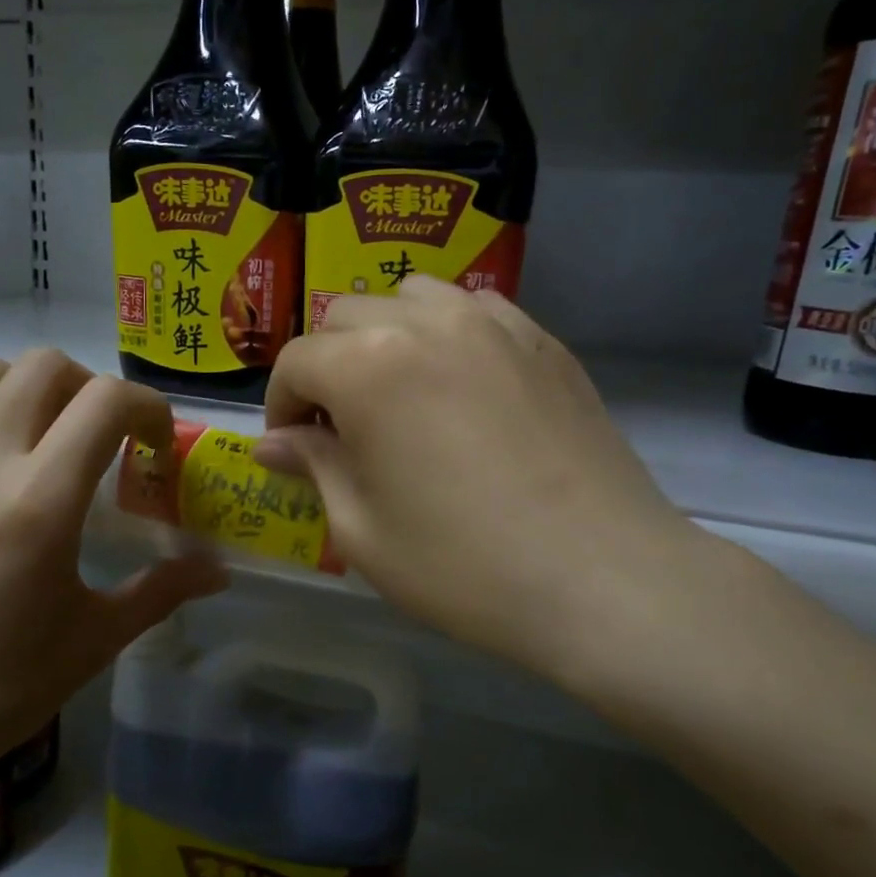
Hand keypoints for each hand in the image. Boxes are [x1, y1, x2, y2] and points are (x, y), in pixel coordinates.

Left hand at [0, 352, 224, 854]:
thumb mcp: (90, 642)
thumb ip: (160, 591)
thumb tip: (218, 569)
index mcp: (39, 501)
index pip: (106, 401)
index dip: (149, 408)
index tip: (159, 448)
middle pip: (46, 365)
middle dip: (95, 388)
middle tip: (110, 440)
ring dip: (35, 387)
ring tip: (54, 439)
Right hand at [257, 277, 703, 679]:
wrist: (603, 579)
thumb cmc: (463, 565)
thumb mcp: (362, 530)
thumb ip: (313, 467)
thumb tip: (273, 443)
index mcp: (369, 366)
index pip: (297, 361)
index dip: (281, 404)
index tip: (292, 448)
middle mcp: (426, 323)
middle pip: (346, 317)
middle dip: (326, 367)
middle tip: (340, 428)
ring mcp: (493, 324)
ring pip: (410, 298)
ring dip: (383, 336)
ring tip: (397, 394)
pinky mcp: (542, 341)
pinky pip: (473, 310)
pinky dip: (445, 333)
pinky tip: (459, 386)